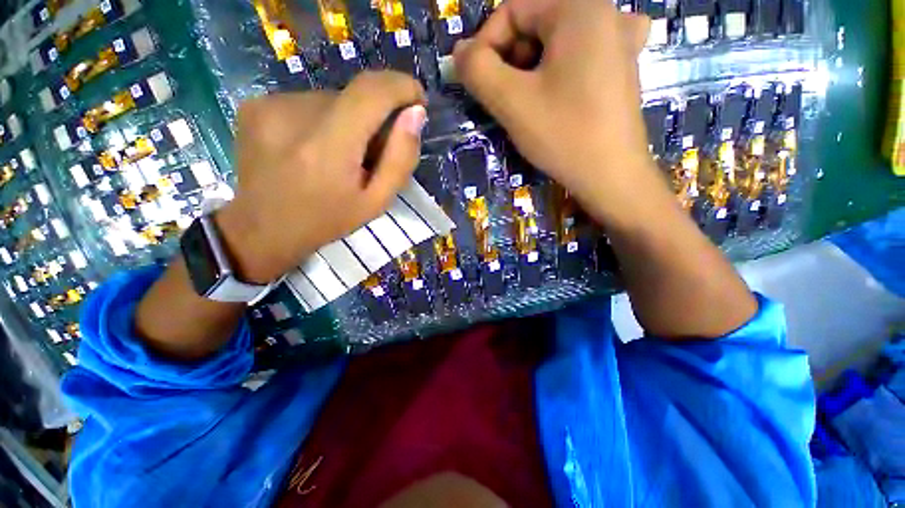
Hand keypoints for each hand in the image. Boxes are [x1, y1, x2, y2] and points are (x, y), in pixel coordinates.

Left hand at [216, 72, 426, 282]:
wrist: (263, 228)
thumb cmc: (327, 221)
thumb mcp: (376, 202)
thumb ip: (400, 159)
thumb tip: (415, 114)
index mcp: (328, 148)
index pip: (371, 92)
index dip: (400, 87)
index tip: (416, 100)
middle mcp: (294, 115)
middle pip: (352, 97)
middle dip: (373, 119)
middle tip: (369, 154)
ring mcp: (268, 105)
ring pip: (330, 100)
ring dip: (346, 122)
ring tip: (337, 157)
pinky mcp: (255, 105)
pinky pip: (306, 103)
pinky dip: (321, 121)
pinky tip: (311, 148)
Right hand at [453, 0, 657, 226]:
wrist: (612, 176)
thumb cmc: (564, 135)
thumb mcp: (512, 101)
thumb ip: (477, 70)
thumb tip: (460, 52)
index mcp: (579, 7)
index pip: (513, 9)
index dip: (487, 44)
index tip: (479, 84)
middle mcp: (606, 12)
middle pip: (536, 24)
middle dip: (510, 61)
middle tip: (504, 99)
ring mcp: (620, 40)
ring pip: (554, 43)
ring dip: (530, 70)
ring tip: (527, 104)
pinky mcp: (622, 67)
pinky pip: (580, 56)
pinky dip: (559, 70)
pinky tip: (560, 90)